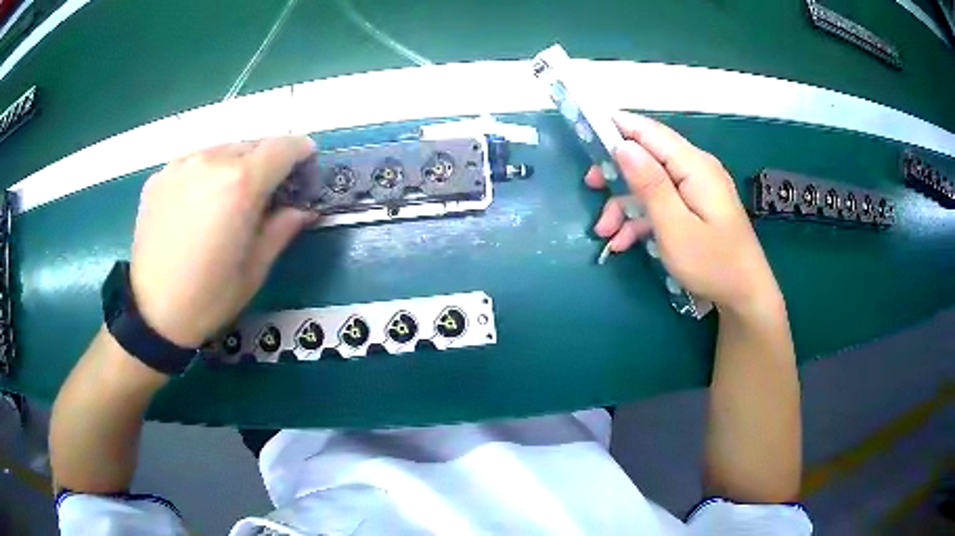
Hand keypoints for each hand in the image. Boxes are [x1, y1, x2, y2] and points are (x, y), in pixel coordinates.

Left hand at [130, 137, 317, 347]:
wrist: (151, 313)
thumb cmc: (209, 298)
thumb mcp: (255, 269)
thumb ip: (283, 228)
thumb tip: (304, 208)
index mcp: (241, 184)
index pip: (282, 147)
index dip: (300, 152)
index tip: (304, 164)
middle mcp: (211, 161)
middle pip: (251, 145)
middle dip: (266, 162)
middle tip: (264, 192)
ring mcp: (181, 165)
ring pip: (221, 150)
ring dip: (233, 166)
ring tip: (226, 199)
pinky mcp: (160, 176)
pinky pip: (193, 163)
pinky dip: (204, 174)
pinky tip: (197, 205)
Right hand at [585, 112, 781, 316]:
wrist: (745, 295)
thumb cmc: (712, 264)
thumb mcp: (675, 227)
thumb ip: (650, 184)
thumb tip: (623, 145)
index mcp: (694, 166)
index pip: (649, 132)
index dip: (617, 126)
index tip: (585, 131)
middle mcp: (695, 169)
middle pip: (648, 156)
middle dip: (617, 172)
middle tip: (590, 187)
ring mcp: (696, 189)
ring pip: (651, 183)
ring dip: (625, 204)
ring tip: (605, 233)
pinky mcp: (695, 207)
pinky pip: (663, 202)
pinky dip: (642, 218)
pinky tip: (624, 242)